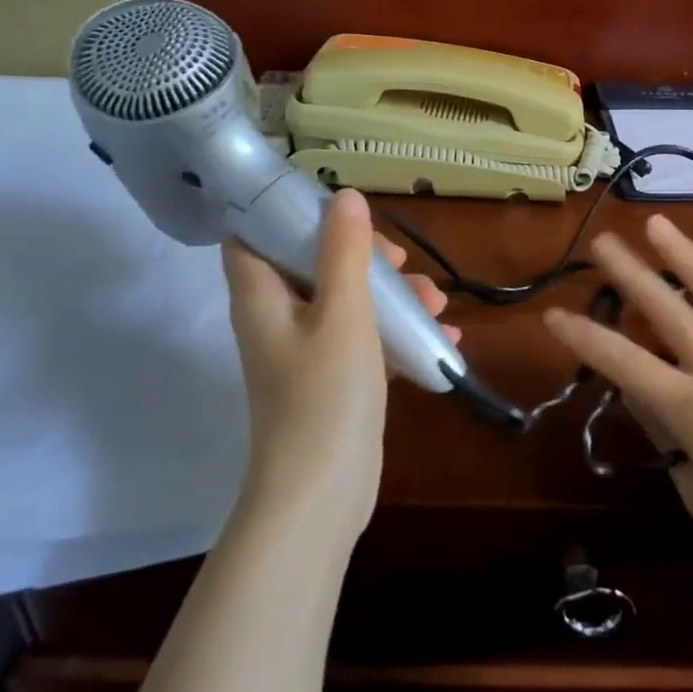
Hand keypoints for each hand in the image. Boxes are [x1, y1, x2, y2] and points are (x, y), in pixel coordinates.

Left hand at [222, 188, 457, 546]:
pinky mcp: (331, 379)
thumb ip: (344, 251)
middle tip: (399, 260)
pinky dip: (395, 331)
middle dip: (360, 254)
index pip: (251, 234)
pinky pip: (363, 338)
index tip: (334, 205)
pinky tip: (441, 335)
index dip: (283, 211)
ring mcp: (304, 351)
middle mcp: (277, 318)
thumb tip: (343, 195)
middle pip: (311, 262)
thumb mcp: (342, 313)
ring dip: (389, 294)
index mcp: (262, 296)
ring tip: (436, 302)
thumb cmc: (325, 395)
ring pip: (345, 300)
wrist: (322, 496)